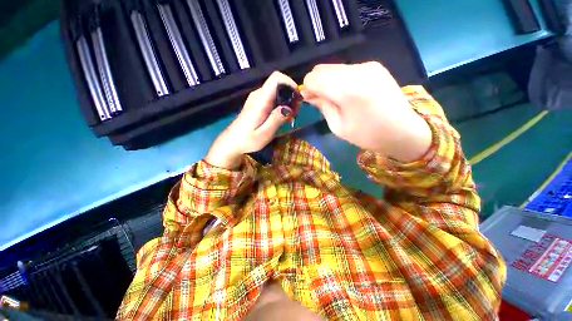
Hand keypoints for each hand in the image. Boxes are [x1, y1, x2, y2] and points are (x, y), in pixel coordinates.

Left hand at [205, 72, 296, 168]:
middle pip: (279, 85)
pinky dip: (281, 105)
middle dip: (291, 96)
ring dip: (287, 102)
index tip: (298, 98)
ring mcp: (257, 99)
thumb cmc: (247, 140)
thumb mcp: (264, 134)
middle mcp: (258, 95)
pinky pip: (272, 98)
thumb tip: (289, 107)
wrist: (232, 142)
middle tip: (296, 114)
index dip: (290, 83)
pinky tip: (282, 118)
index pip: (276, 78)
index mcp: (260, 100)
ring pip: (277, 92)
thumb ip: (276, 119)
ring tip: (291, 118)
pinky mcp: (257, 104)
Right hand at [301, 62, 431, 161]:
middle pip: (321, 68)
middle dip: (315, 83)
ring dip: (327, 81)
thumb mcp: (338, 127)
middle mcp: (358, 71)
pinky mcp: (374, 65)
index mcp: (348, 90)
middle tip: (320, 100)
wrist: (403, 131)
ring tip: (334, 97)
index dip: (307, 89)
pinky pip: (346, 69)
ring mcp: (368, 65)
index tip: (309, 101)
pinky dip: (339, 79)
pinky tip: (347, 92)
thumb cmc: (368, 135)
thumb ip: (323, 106)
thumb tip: (310, 95)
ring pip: (333, 67)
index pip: (313, 78)